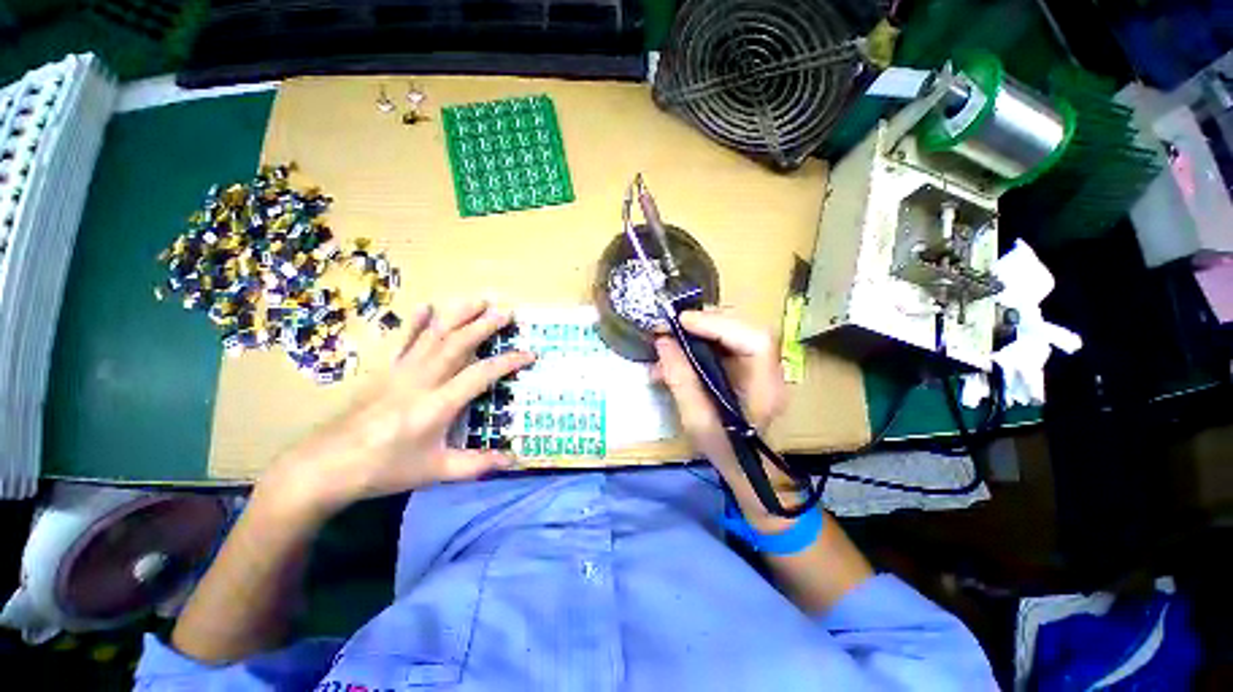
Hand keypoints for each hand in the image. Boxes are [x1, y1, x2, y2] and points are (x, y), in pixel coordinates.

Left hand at [261, 299, 533, 517]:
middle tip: (507, 312)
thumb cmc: (384, 470)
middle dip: (485, 326)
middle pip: (457, 344)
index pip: (481, 374)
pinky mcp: (383, 372)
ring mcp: (400, 372)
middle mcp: (421, 380)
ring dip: (458, 316)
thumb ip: (478, 465)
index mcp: (437, 404)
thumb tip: (514, 460)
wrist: (323, 468)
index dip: (508, 362)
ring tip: (478, 300)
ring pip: (434, 336)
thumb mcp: (436, 472)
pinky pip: (402, 341)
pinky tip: (427, 307)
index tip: (530, 354)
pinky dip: (416, 323)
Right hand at [653, 310, 786, 469]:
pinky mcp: (747, 367)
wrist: (744, 467)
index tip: (683, 322)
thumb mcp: (696, 420)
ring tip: (672, 338)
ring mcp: (760, 366)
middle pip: (744, 329)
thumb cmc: (724, 450)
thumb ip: (680, 379)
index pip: (754, 341)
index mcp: (765, 388)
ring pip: (734, 332)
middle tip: (673, 326)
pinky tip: (678, 352)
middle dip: (706, 322)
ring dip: (701, 330)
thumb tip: (662, 342)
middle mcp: (769, 371)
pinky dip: (700, 341)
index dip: (720, 325)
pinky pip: (725, 343)